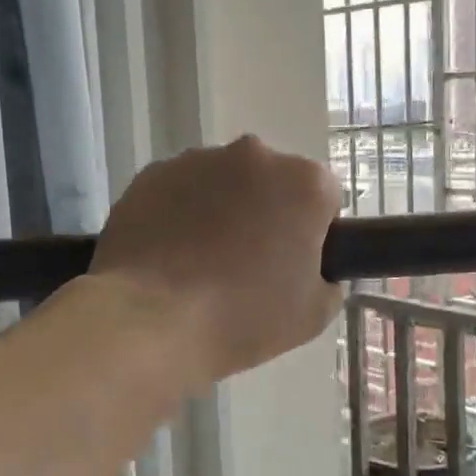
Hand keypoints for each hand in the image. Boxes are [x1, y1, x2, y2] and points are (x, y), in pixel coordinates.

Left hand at [90, 136, 343, 385]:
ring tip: (200, 262)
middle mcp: (254, 155)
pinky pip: (179, 190)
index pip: (324, 197)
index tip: (293, 264)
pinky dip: (179, 212)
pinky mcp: (152, 173)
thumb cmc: (241, 317)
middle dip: (265, 212)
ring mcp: (197, 160)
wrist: (148, 319)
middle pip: (271, 182)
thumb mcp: (311, 316)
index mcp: (303, 182)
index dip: (312, 232)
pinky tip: (167, 255)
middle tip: (248, 264)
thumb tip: (313, 270)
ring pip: (222, 182)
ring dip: (220, 209)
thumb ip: (327, 281)